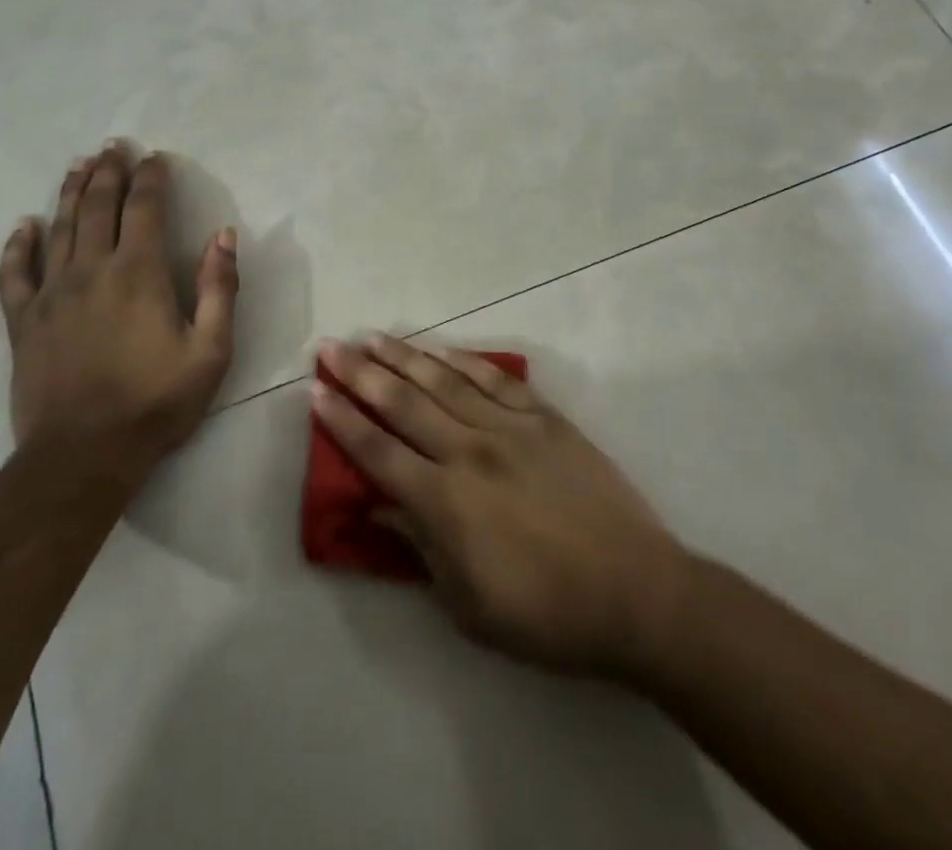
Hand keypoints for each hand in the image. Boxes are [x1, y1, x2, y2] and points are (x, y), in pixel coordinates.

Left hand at [0, 142, 238, 481]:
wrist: (83, 456)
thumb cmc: (156, 402)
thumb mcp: (210, 351)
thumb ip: (219, 288)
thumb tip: (223, 235)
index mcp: (137, 272)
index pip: (143, 207)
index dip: (151, 177)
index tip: (156, 157)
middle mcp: (91, 269)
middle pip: (97, 205)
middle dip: (109, 171)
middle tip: (114, 145)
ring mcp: (51, 293)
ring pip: (59, 226)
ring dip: (71, 191)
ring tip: (80, 164)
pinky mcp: (24, 320)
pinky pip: (15, 272)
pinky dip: (19, 244)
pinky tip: (24, 225)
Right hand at [312, 335, 685, 678]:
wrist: (636, 593)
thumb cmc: (547, 615)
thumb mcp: (468, 605)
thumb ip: (419, 547)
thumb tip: (378, 505)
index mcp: (445, 502)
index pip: (377, 452)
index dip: (341, 420)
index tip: (315, 390)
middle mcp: (469, 452)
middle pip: (402, 404)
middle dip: (360, 373)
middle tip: (331, 346)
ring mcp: (510, 428)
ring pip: (444, 381)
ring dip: (404, 357)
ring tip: (373, 336)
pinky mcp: (545, 419)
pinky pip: (495, 380)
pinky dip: (463, 361)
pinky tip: (440, 350)